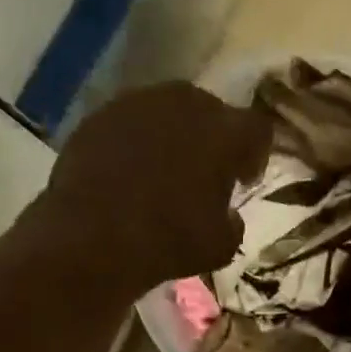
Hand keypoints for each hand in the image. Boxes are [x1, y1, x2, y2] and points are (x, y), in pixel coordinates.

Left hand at [41, 82, 271, 292]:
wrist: (93, 237)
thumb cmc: (169, 241)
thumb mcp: (220, 247)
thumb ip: (233, 224)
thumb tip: (228, 216)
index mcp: (224, 133)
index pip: (257, 130)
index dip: (256, 154)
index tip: (245, 179)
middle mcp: (185, 104)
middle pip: (211, 113)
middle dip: (212, 141)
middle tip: (205, 174)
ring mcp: (137, 104)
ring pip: (167, 114)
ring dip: (172, 138)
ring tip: (163, 173)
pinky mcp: (100, 116)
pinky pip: (129, 126)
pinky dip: (134, 145)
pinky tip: (127, 175)